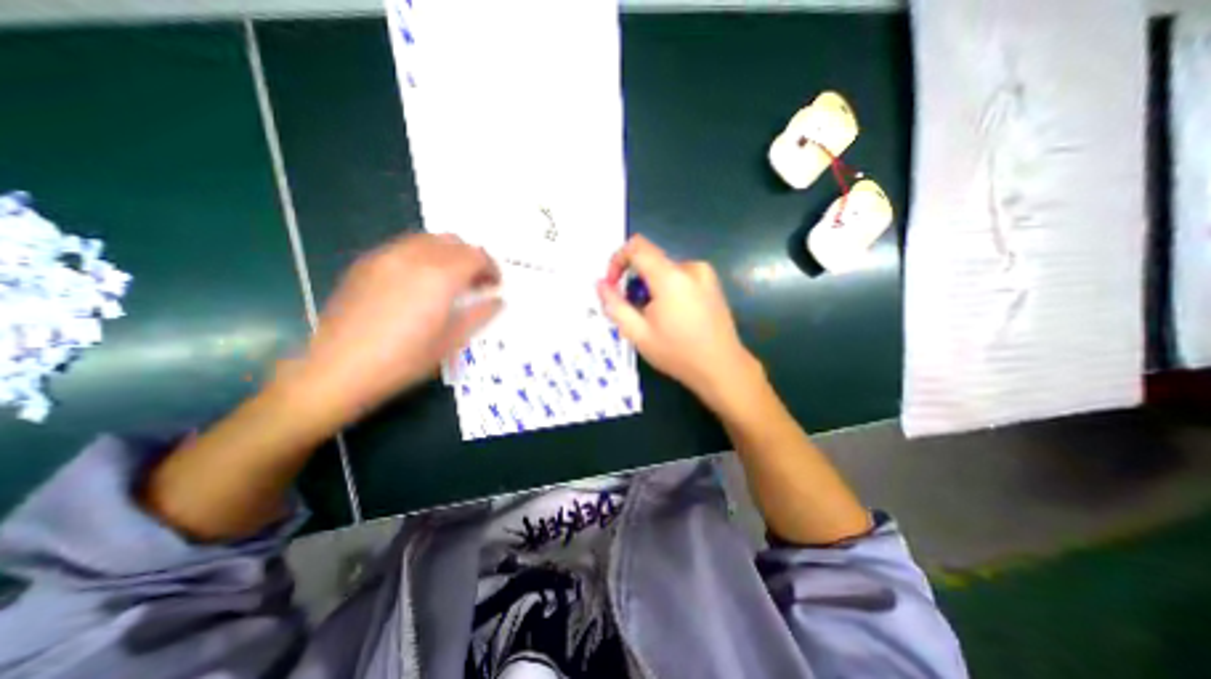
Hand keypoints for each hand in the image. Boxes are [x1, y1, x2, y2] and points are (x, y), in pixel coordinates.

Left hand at [280, 233, 501, 423]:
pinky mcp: (365, 264)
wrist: (339, 370)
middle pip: (454, 241)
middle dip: (472, 258)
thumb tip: (498, 301)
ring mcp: (385, 257)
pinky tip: (419, 281)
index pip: (476, 256)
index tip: (494, 285)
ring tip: (450, 280)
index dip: (491, 268)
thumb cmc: (405, 360)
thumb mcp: (452, 341)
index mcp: (439, 277)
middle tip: (476, 283)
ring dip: (448, 253)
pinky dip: (423, 255)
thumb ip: (480, 314)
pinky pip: (403, 247)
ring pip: (428, 239)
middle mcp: (414, 257)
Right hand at [594, 236, 753, 411]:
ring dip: (651, 287)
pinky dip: (668, 290)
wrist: (723, 368)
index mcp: (671, 277)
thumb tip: (600, 284)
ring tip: (654, 318)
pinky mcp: (712, 284)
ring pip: (665, 270)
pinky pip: (681, 277)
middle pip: (651, 260)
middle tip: (633, 311)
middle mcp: (690, 268)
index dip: (617, 260)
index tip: (613, 285)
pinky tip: (673, 316)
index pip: (636, 247)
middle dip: (634, 281)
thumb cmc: (678, 353)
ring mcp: (705, 275)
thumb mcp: (638, 334)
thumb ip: (615, 305)